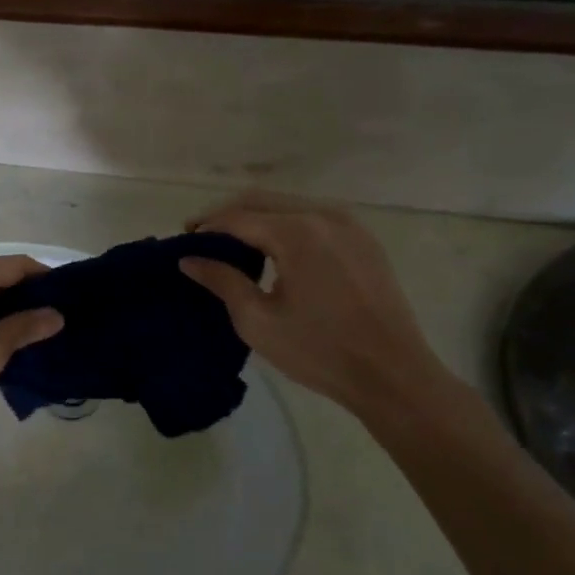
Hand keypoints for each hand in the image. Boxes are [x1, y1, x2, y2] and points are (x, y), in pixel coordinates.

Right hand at [180, 195, 449, 415]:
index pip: (237, 217)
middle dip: (227, 215)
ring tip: (232, 245)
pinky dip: (285, 225)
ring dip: (256, 218)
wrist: (391, 374)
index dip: (206, 226)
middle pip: (262, 200)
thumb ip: (221, 281)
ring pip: (288, 205)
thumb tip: (189, 260)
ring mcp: (349, 224)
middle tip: (201, 238)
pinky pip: (313, 218)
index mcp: (296, 233)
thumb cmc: (318, 351)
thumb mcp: (258, 320)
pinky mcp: (363, 240)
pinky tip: (273, 251)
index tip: (183, 241)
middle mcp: (323, 216)